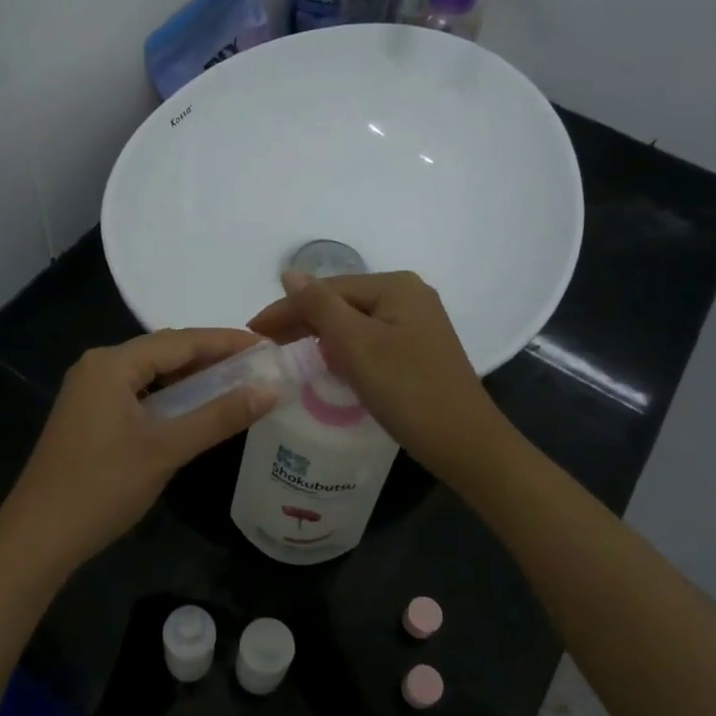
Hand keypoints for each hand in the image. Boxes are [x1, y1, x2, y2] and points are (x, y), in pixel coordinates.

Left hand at [0, 328, 277, 579]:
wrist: (37, 538)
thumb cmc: (102, 487)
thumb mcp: (166, 449)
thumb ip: (219, 416)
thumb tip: (271, 390)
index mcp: (112, 364)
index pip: (181, 340)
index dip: (227, 341)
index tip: (268, 346)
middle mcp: (98, 367)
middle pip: (165, 352)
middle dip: (211, 358)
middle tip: (258, 368)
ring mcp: (89, 393)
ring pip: (151, 374)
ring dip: (191, 379)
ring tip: (236, 386)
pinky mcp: (89, 417)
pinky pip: (138, 394)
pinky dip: (170, 399)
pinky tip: (195, 412)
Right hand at [247, 270, 507, 481]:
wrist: (464, 443)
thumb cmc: (407, 390)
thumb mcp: (357, 345)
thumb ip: (320, 306)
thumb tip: (288, 272)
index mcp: (396, 286)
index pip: (327, 289)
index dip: (287, 308)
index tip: (252, 330)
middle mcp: (409, 296)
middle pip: (342, 302)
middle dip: (302, 321)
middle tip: (263, 344)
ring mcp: (417, 324)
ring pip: (354, 323)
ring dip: (320, 335)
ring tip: (286, 351)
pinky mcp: (418, 351)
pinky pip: (369, 340)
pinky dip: (343, 350)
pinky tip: (327, 362)